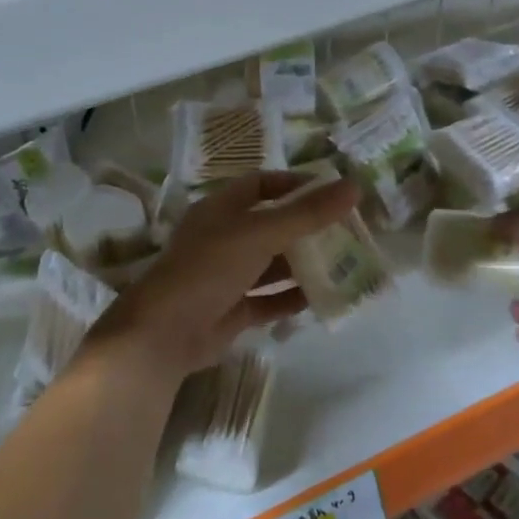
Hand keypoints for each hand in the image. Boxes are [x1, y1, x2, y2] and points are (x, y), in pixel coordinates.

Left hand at [88, 171, 360, 381]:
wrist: (164, 333)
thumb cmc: (209, 268)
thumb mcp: (260, 234)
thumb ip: (307, 213)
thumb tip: (353, 186)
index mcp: (222, 208)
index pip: (262, 184)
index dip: (295, 185)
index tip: (332, 192)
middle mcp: (225, 237)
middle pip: (273, 224)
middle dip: (308, 228)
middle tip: (350, 230)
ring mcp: (228, 275)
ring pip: (273, 264)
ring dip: (305, 264)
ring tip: (347, 264)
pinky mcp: (234, 309)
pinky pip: (270, 299)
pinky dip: (294, 297)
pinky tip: (324, 297)